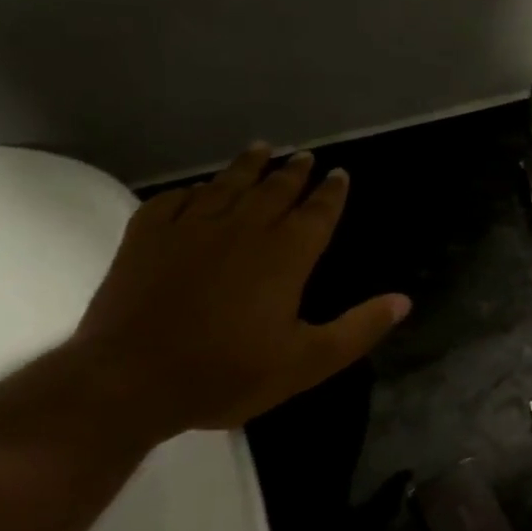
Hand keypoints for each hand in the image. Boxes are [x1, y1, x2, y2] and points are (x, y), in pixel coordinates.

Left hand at [70, 144, 409, 437]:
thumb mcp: (308, 362)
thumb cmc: (227, 374)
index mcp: (285, 256)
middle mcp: (242, 230)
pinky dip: (191, 190)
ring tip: (260, 149)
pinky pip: (174, 201)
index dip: (331, 193)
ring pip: (225, 186)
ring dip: (246, 167)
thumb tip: (403, 301)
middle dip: (293, 173)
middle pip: (273, 191)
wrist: (128, 381)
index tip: (339, 174)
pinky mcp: (145, 238)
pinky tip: (197, 189)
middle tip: (304, 156)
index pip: (316, 213)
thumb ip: (358, 329)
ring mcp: (190, 230)